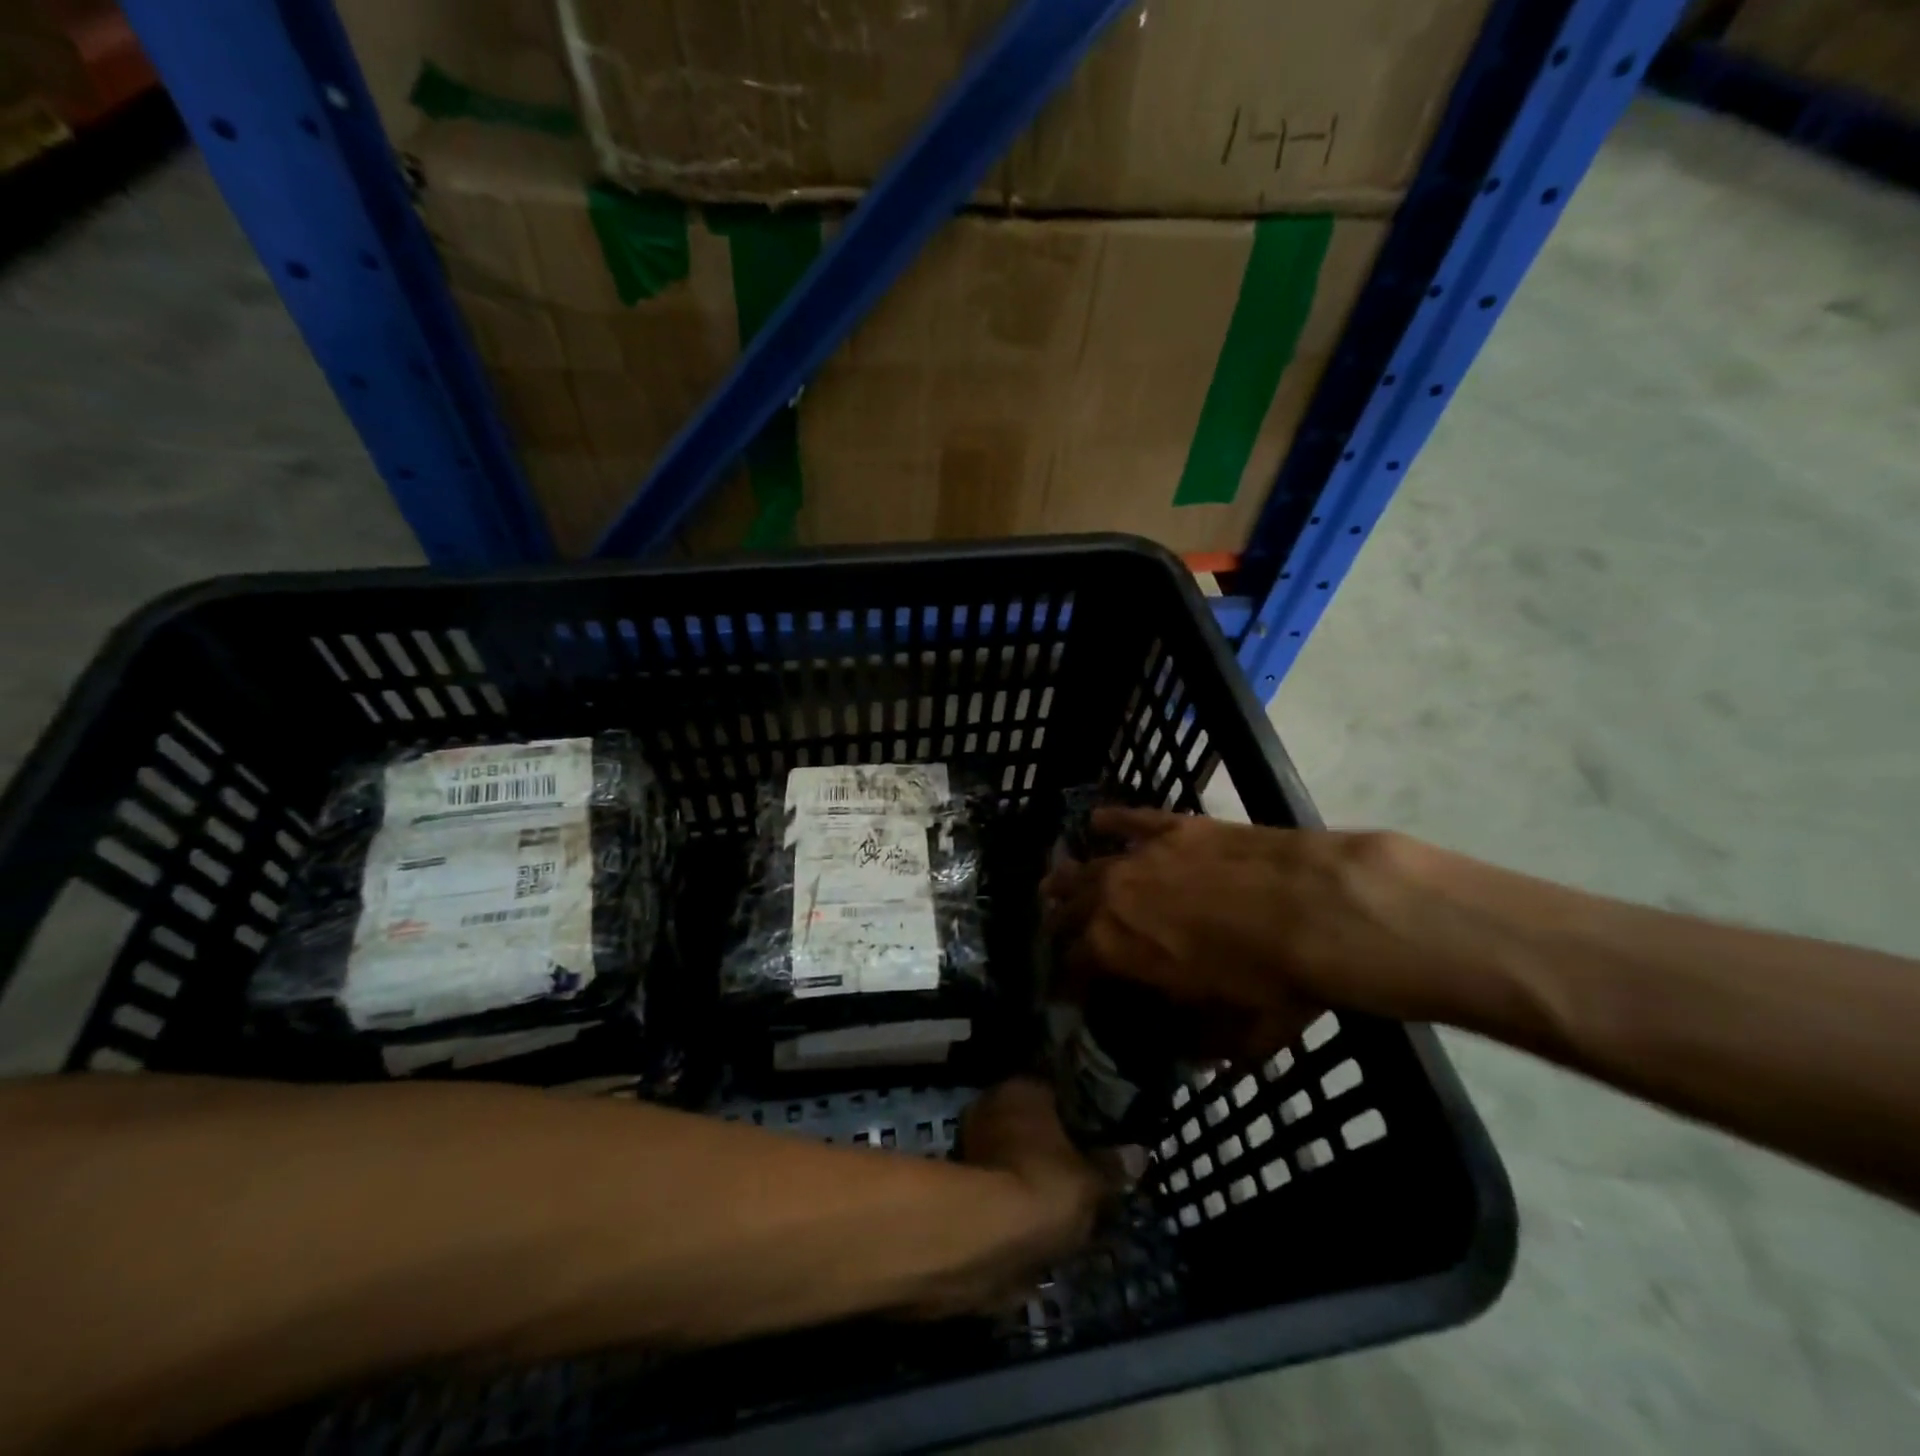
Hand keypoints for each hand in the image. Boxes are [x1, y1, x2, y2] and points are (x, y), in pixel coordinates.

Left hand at [897, 1079, 1100, 1318]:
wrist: (986, 1238)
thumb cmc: (1045, 1186)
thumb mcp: (1094, 1180)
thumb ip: (1115, 1167)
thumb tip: (1138, 1155)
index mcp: (1022, 1087)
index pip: (1056, 1090)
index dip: (1078, 1115)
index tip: (1098, 1138)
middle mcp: (992, 1104)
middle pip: (1031, 1122)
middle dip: (1052, 1145)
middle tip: (1083, 1172)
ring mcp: (971, 1142)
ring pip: (1013, 1155)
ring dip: (1031, 1173)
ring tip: (1064, 1203)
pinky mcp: (960, 1184)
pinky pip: (1000, 1185)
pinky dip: (1014, 1200)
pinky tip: (1037, 1222)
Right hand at [1042, 808, 1438, 1057]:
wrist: (1313, 907)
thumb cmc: (1274, 979)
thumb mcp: (1242, 1031)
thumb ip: (1211, 1042)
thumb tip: (1200, 1057)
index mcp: (1117, 950)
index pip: (1074, 966)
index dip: (1068, 980)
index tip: (1068, 988)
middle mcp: (1113, 899)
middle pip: (1070, 911)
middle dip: (1057, 925)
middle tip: (1053, 933)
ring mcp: (1139, 856)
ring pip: (1086, 865)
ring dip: (1067, 878)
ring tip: (1053, 882)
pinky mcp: (1170, 826)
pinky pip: (1128, 820)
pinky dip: (1110, 821)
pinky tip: (1096, 821)